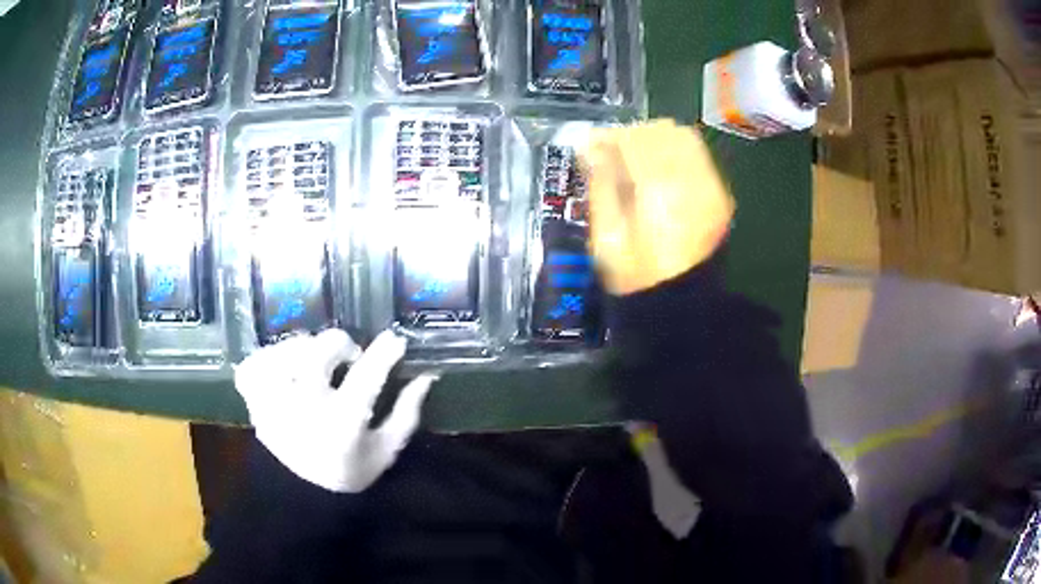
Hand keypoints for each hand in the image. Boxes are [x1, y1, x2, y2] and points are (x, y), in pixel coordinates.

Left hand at [234, 329, 435, 492]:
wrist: (300, 495)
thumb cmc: (348, 472)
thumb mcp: (386, 450)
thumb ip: (407, 413)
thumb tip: (425, 377)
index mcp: (343, 421)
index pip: (367, 374)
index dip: (385, 351)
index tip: (395, 340)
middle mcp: (305, 406)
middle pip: (319, 351)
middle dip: (342, 343)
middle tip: (349, 355)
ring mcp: (273, 400)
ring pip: (286, 349)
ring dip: (307, 347)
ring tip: (315, 361)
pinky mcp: (253, 400)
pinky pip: (256, 361)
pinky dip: (270, 357)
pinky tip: (285, 367)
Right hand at [581, 120, 734, 295]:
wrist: (684, 307)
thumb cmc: (639, 279)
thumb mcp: (607, 238)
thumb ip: (601, 186)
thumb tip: (591, 150)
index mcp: (659, 192)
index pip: (635, 140)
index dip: (609, 137)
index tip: (590, 144)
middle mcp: (692, 181)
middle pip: (663, 131)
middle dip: (633, 134)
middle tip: (611, 151)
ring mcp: (712, 187)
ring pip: (684, 138)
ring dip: (656, 140)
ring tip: (635, 158)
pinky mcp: (721, 195)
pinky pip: (698, 156)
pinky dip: (675, 153)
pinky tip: (659, 171)